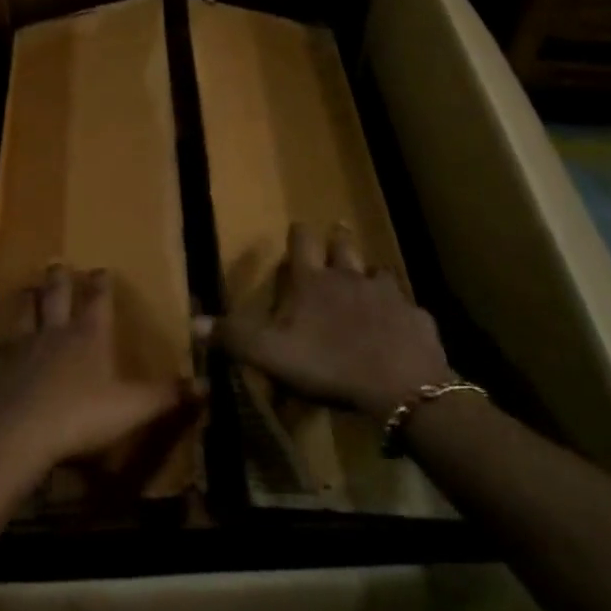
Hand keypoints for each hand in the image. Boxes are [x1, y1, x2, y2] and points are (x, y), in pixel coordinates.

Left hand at [0, 265, 192, 478]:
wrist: (18, 436)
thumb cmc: (80, 417)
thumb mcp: (132, 408)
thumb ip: (166, 395)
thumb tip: (206, 383)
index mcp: (88, 336)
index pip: (98, 300)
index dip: (102, 284)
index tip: (102, 269)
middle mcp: (54, 333)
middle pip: (56, 296)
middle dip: (60, 279)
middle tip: (58, 264)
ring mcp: (21, 348)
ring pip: (24, 314)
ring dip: (27, 301)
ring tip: (26, 290)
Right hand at [215, 223, 453, 418]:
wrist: (401, 385)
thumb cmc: (328, 364)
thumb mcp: (270, 354)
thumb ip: (234, 336)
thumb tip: (194, 321)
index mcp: (313, 282)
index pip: (303, 243)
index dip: (299, 234)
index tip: (298, 226)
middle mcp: (350, 278)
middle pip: (344, 246)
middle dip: (338, 238)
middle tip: (337, 232)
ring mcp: (388, 295)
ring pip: (379, 272)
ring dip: (371, 273)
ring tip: (369, 277)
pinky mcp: (416, 318)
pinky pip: (408, 308)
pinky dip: (401, 311)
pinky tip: (401, 323)